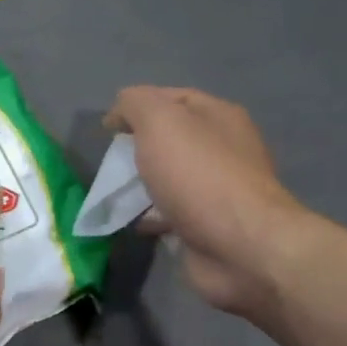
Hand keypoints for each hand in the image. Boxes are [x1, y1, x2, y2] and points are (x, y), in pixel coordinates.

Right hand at [105, 87, 313, 315]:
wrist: (239, 247)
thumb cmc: (199, 176)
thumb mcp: (160, 122)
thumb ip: (136, 104)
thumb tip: (120, 110)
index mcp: (219, 117)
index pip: (173, 98)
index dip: (137, 106)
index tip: (107, 127)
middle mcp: (223, 149)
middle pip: (172, 139)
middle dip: (138, 147)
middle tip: (110, 161)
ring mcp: (217, 190)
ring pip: (170, 178)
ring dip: (142, 184)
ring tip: (113, 193)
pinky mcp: (207, 226)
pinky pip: (171, 214)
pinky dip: (149, 216)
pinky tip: (130, 222)